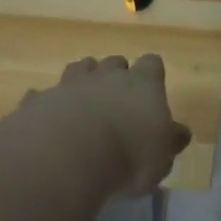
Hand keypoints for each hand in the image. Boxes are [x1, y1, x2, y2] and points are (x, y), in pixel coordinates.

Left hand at [28, 55, 192, 194]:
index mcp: (143, 84)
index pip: (152, 63)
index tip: (151, 91)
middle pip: (114, 62)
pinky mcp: (40, 99)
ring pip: (80, 68)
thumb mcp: (161, 158)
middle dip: (116, 76)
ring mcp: (70, 83)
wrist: (67, 155)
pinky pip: (45, 95)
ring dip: (83, 82)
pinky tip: (49, 122)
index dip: (152, 75)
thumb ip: (170, 142)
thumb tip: (181, 132)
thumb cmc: (128, 156)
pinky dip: (49, 104)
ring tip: (84, 106)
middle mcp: (107, 75)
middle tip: (117, 102)